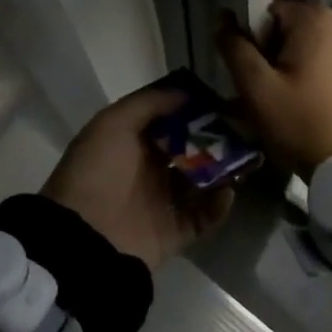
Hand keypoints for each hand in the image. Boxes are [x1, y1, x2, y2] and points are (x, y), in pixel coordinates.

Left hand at [41, 84, 233, 271]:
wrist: (85, 238)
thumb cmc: (98, 170)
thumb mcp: (114, 123)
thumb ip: (149, 103)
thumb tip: (186, 93)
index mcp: (132, 141)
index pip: (169, 120)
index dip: (194, 109)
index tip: (222, 99)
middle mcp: (149, 168)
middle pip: (190, 148)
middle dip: (215, 138)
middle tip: (244, 127)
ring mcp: (163, 201)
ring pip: (202, 180)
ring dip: (223, 169)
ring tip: (246, 157)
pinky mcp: (175, 232)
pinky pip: (204, 216)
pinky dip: (218, 205)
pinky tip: (228, 191)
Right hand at [216, 1, 331, 179]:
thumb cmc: (302, 124)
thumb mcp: (257, 88)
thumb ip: (234, 47)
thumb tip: (223, 17)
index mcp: (314, 16)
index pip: (265, 10)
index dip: (253, 38)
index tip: (256, 72)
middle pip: (288, 22)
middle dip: (273, 48)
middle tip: (271, 88)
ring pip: (307, 38)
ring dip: (292, 59)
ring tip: (290, 96)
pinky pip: (327, 51)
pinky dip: (313, 66)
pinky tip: (311, 97)